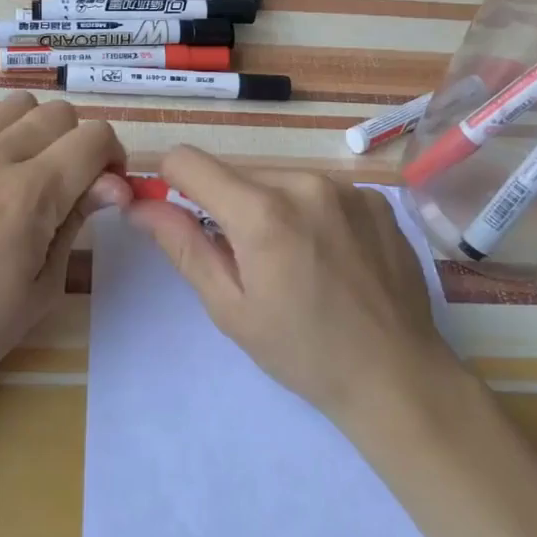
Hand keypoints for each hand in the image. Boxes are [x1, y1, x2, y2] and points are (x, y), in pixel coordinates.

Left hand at [0, 93, 129, 405]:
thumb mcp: (45, 285)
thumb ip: (78, 220)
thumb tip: (115, 184)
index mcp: (31, 193)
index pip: (94, 137)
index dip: (114, 158)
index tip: (106, 191)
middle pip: (60, 113)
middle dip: (80, 142)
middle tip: (74, 185)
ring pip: (17, 105)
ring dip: (38, 130)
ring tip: (32, 171)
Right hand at [125, 147, 464, 426]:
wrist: (397, 376)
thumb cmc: (303, 351)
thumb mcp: (230, 307)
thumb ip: (182, 246)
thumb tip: (140, 204)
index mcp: (261, 212)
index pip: (188, 160)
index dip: (171, 182)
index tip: (181, 215)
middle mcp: (304, 182)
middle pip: (236, 173)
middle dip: (228, 207)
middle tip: (249, 261)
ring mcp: (346, 187)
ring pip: (279, 180)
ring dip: (271, 208)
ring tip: (295, 261)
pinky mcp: (375, 198)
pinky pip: (321, 190)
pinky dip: (311, 213)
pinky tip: (332, 256)